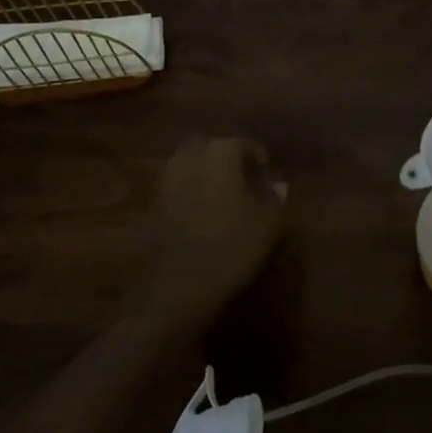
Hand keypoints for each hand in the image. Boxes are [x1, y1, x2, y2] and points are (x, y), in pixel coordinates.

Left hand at [135, 137, 287, 333]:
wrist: (175, 290)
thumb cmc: (230, 250)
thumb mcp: (266, 226)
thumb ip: (275, 199)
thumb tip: (279, 184)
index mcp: (219, 156)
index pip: (239, 142)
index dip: (255, 153)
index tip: (266, 169)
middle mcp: (189, 160)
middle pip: (207, 146)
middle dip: (223, 154)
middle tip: (241, 174)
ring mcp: (166, 183)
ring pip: (187, 163)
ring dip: (204, 170)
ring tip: (223, 192)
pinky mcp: (152, 206)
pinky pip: (174, 185)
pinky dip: (189, 190)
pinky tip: (202, 211)